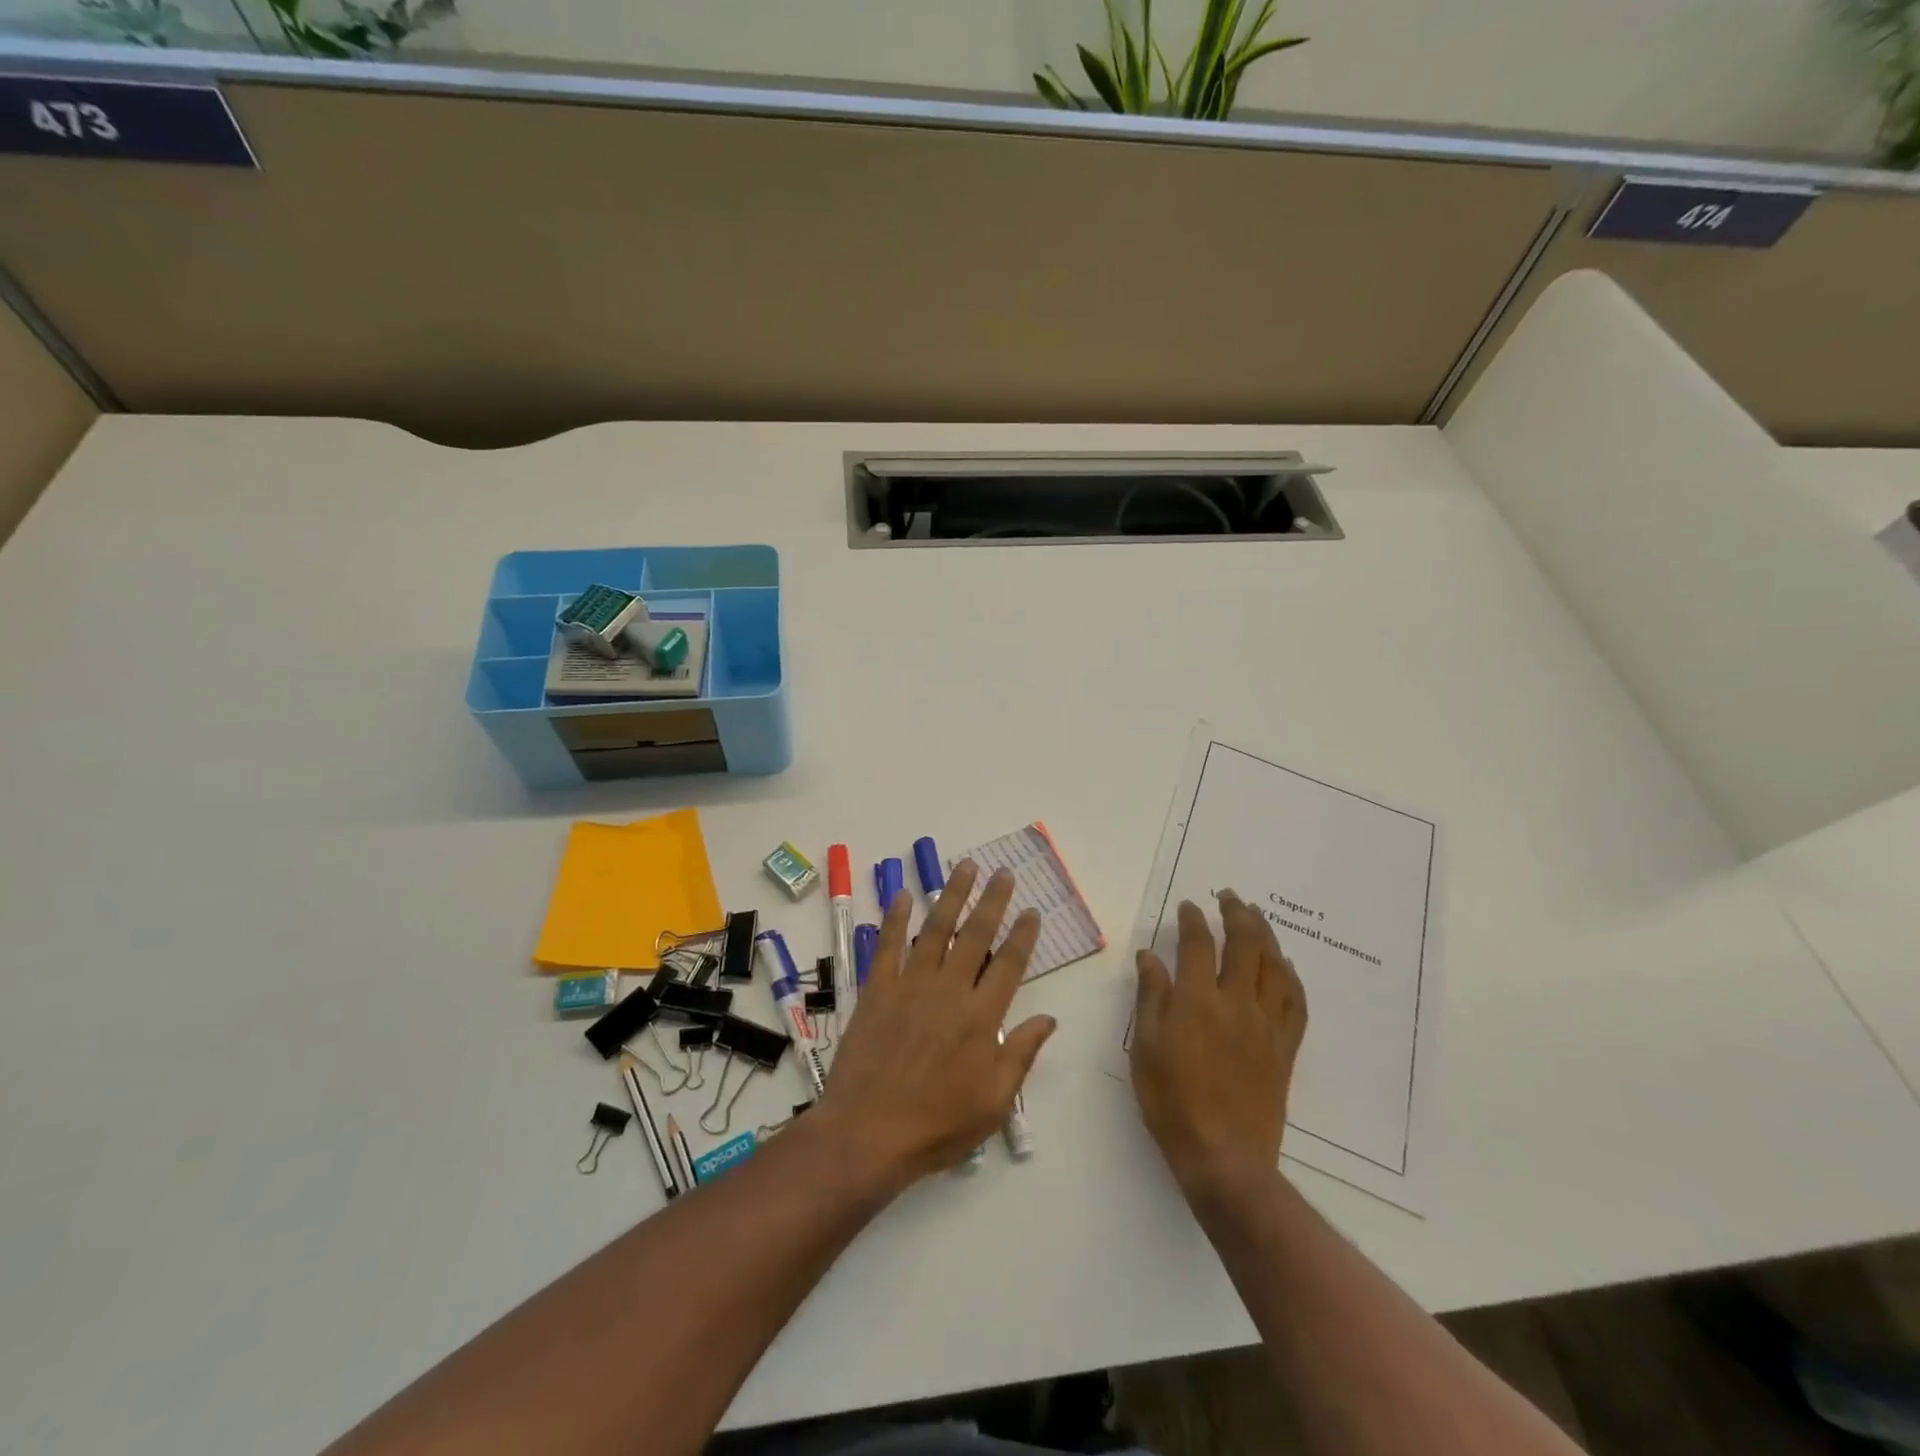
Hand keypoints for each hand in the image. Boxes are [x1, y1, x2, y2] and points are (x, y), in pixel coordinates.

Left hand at [814, 861, 1055, 1187]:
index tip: (1031, 910)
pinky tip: (902, 894)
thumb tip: (1048, 1019)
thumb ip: (1021, 1055)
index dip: (1023, 934)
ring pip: (936, 929)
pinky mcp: (878, 989)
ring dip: (952, 895)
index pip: (1010, 964)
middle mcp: (950, 990)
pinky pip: (888, 945)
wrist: (867, 1133)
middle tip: (1003, 872)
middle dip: (992, 900)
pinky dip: (895, 918)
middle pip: (976, 934)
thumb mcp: (993, 1103)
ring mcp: (911, 985)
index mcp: (982, 1017)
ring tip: (964, 866)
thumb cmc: (937, 1125)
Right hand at [1131, 890, 1306, 1200]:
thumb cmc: (1172, 1102)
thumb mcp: (1147, 1047)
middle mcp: (1236, 1003)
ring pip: (1274, 966)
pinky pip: (1295, 1001)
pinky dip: (1291, 976)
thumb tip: (1150, 956)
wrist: (1225, 1157)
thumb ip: (1151, 996)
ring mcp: (1266, 1024)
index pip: (1198, 944)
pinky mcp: (1285, 1047)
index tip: (1188, 906)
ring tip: (1257, 917)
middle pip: (1245, 944)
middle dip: (1237, 913)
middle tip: (1230, 897)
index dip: (1193, 920)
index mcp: (1197, 1001)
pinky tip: (1285, 966)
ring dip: (1266, 935)